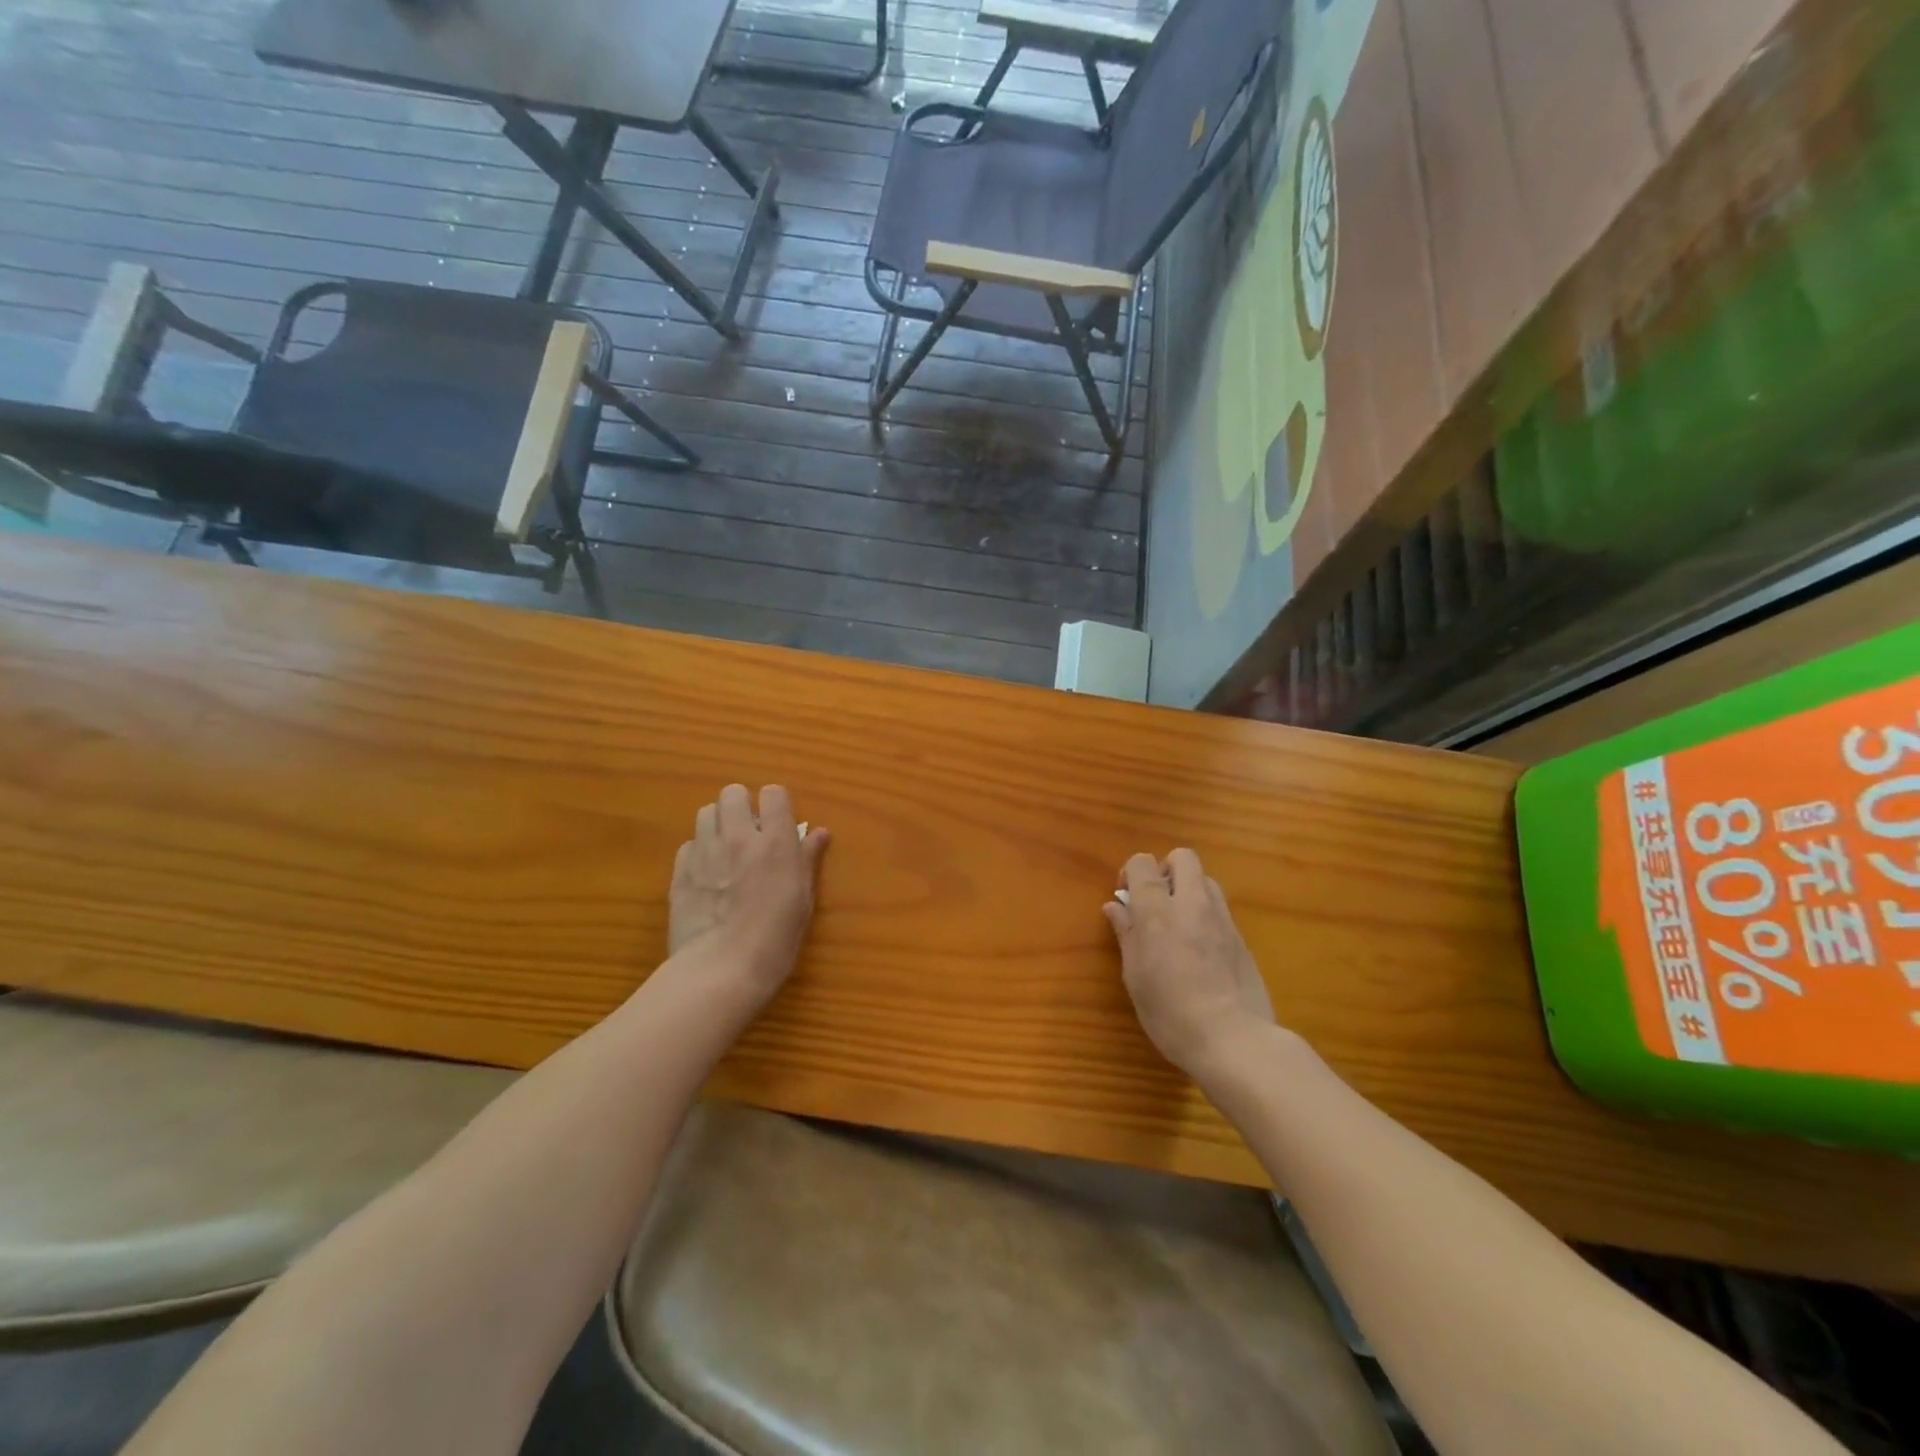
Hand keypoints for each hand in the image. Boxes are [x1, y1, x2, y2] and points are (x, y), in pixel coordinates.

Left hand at [670, 784, 829, 1005]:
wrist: (721, 969)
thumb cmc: (776, 938)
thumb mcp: (804, 900)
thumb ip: (807, 860)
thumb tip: (818, 833)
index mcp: (775, 841)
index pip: (773, 793)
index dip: (776, 805)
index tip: (779, 825)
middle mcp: (738, 836)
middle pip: (733, 792)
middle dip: (742, 806)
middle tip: (750, 833)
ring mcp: (704, 852)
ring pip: (706, 812)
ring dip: (718, 824)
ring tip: (725, 849)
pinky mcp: (680, 871)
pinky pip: (688, 844)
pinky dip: (698, 852)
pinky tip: (707, 875)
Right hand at [1103, 848, 1277, 1077]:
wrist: (1233, 1039)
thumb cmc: (1170, 1011)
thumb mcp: (1135, 975)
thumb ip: (1126, 934)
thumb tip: (1116, 906)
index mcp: (1157, 910)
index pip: (1142, 863)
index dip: (1130, 873)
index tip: (1126, 899)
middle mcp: (1191, 904)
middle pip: (1183, 858)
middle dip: (1166, 870)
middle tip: (1156, 902)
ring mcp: (1222, 919)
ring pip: (1206, 881)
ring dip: (1189, 890)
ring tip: (1178, 924)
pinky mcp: (1242, 938)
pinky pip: (1220, 910)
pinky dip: (1206, 916)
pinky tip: (1200, 950)